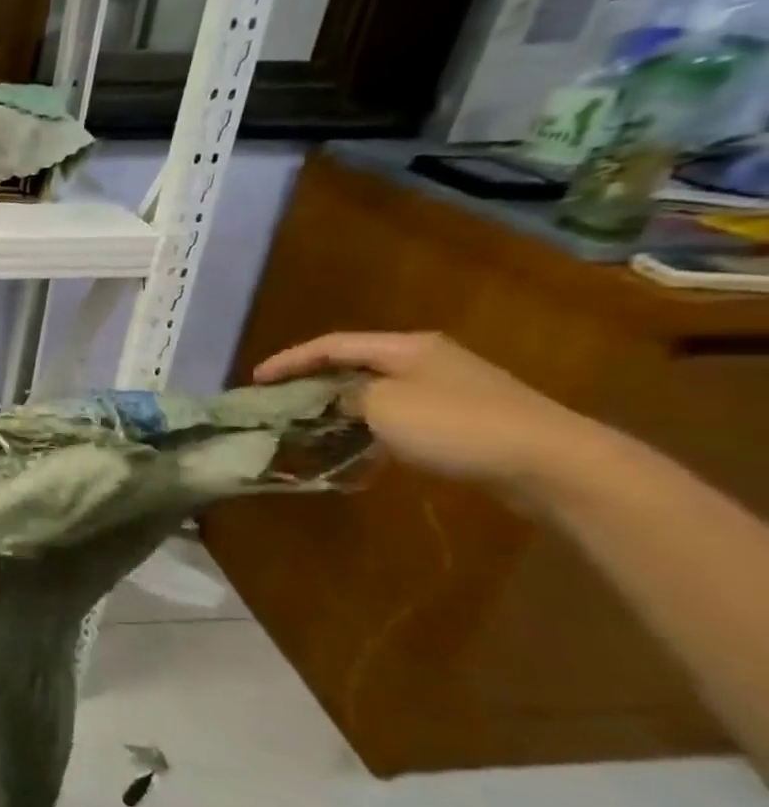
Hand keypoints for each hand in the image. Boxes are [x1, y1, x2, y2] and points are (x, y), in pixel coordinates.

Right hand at [252, 332, 601, 494]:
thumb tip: (331, 399)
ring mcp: (449, 389)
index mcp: (405, 347)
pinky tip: (359, 449)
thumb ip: (346, 397)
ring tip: (309, 425)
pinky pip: (400, 416)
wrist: (551, 462)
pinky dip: (371, 428)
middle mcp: (426, 360)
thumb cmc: (457, 426)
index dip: (289, 360)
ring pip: (377, 392)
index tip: (255, 380)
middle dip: (313, 382)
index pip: (331, 345)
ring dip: (341, 407)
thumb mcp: (384, 406)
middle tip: (279, 401)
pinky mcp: (464, 420)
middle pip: (354, 365)